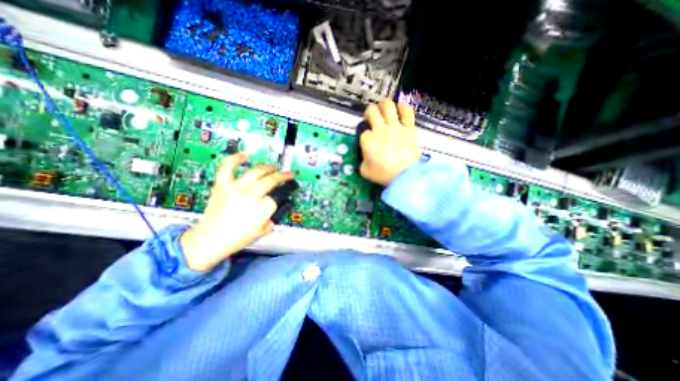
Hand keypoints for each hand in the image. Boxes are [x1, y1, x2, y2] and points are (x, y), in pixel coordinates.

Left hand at [179, 153, 293, 272]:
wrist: (210, 240)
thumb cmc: (237, 238)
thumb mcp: (263, 230)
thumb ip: (272, 217)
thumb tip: (275, 207)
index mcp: (262, 209)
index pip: (278, 196)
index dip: (282, 194)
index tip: (285, 192)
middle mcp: (250, 195)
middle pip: (271, 180)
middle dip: (283, 176)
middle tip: (288, 175)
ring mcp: (235, 188)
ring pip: (256, 171)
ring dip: (268, 168)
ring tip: (274, 167)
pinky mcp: (222, 186)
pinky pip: (227, 168)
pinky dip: (235, 159)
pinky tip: (244, 155)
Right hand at [361, 98, 419, 185]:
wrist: (404, 175)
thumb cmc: (383, 174)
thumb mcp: (364, 171)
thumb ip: (362, 161)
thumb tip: (365, 157)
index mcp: (367, 140)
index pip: (363, 131)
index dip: (364, 133)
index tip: (367, 138)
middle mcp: (379, 129)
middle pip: (372, 112)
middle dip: (370, 111)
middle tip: (371, 115)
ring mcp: (395, 127)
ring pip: (388, 106)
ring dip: (384, 104)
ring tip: (384, 106)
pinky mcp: (408, 128)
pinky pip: (407, 112)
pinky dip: (403, 108)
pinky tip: (400, 107)